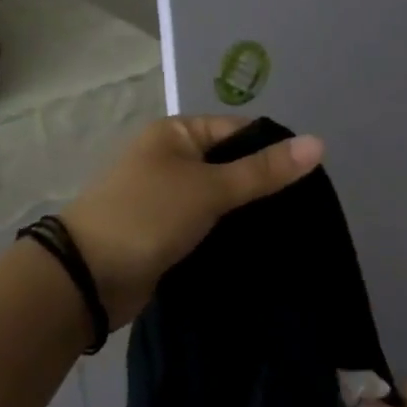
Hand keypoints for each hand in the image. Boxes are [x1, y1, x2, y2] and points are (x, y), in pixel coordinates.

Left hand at [61, 116, 323, 327]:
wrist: (88, 277)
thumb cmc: (148, 216)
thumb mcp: (209, 188)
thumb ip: (263, 170)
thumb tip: (318, 143)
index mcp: (176, 133)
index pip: (239, 130)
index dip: (274, 149)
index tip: (312, 178)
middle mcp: (171, 158)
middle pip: (231, 164)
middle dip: (263, 185)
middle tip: (307, 209)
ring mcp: (167, 197)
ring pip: (221, 199)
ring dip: (247, 213)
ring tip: (294, 230)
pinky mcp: (166, 232)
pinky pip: (207, 225)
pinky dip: (229, 233)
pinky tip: (261, 248)